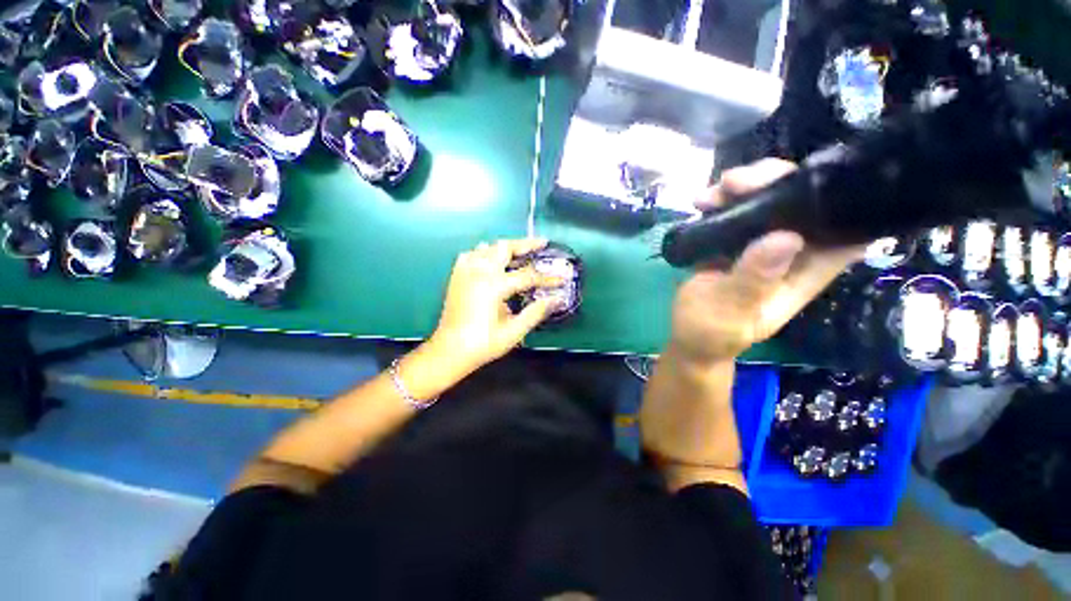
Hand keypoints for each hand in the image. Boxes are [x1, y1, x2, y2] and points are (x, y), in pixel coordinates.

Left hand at [431, 239, 562, 372]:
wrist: (449, 350)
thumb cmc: (483, 344)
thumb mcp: (513, 331)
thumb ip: (536, 312)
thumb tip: (557, 299)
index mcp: (494, 286)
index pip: (528, 275)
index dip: (547, 277)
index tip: (562, 278)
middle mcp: (479, 272)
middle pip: (505, 247)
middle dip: (525, 244)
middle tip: (541, 244)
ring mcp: (465, 271)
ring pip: (488, 247)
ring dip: (506, 247)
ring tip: (520, 252)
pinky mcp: (457, 276)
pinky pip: (473, 254)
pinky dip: (485, 253)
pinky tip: (491, 260)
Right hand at [669, 159, 864, 365]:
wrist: (686, 338)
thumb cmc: (709, 332)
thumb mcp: (729, 312)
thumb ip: (752, 281)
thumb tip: (786, 238)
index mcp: (804, 272)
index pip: (845, 230)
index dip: (842, 199)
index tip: (811, 179)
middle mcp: (790, 253)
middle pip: (804, 203)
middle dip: (776, 182)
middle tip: (737, 184)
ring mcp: (760, 245)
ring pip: (769, 201)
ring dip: (744, 188)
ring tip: (711, 195)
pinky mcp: (734, 243)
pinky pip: (737, 211)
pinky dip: (722, 200)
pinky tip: (701, 202)